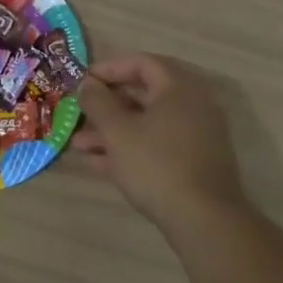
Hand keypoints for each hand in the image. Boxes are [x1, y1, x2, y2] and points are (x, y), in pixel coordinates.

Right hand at [76, 55, 247, 228]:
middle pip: (143, 94)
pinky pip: (156, 145)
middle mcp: (192, 105)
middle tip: (79, 113)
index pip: (141, 63)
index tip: (83, 81)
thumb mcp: (117, 130)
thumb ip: (98, 102)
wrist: (203, 219)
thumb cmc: (156, 163)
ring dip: (112, 131)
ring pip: (146, 124)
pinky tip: (98, 164)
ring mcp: (195, 135)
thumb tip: (87, 83)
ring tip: (79, 145)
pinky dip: (129, 149)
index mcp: (178, 88)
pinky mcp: (193, 163)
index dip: (109, 68)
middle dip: (106, 105)